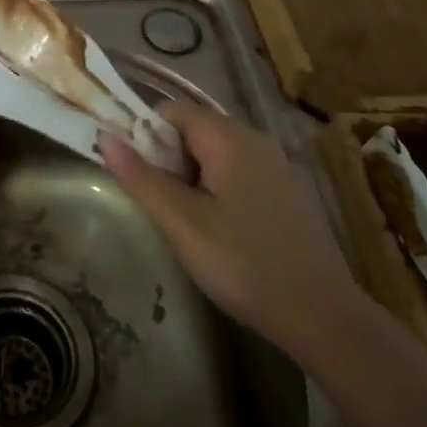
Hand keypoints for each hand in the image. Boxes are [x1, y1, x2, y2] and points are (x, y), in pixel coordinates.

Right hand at [102, 105, 364, 359]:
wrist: (321, 315)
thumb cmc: (243, 264)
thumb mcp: (181, 222)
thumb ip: (141, 177)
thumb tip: (105, 136)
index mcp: (228, 137)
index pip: (171, 110)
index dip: (143, 132)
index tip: (132, 170)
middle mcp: (253, 138)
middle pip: (193, 128)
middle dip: (165, 155)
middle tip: (155, 199)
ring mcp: (273, 164)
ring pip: (214, 151)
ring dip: (188, 173)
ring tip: (180, 216)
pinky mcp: (284, 189)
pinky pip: (236, 169)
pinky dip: (214, 185)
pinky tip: (214, 225)